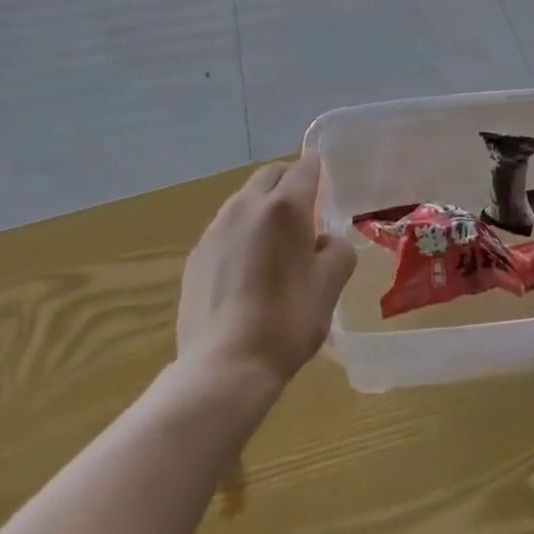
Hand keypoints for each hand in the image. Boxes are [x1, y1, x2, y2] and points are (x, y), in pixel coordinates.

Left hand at [176, 152, 355, 389]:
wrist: (224, 366)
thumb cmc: (287, 321)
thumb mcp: (330, 286)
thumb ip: (337, 250)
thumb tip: (325, 241)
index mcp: (285, 206)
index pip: (305, 167)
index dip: (318, 173)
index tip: (326, 192)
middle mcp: (246, 205)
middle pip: (271, 175)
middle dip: (289, 185)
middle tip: (304, 218)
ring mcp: (215, 229)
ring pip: (244, 200)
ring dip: (262, 210)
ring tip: (274, 249)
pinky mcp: (195, 255)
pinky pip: (225, 230)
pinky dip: (240, 236)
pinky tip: (246, 275)